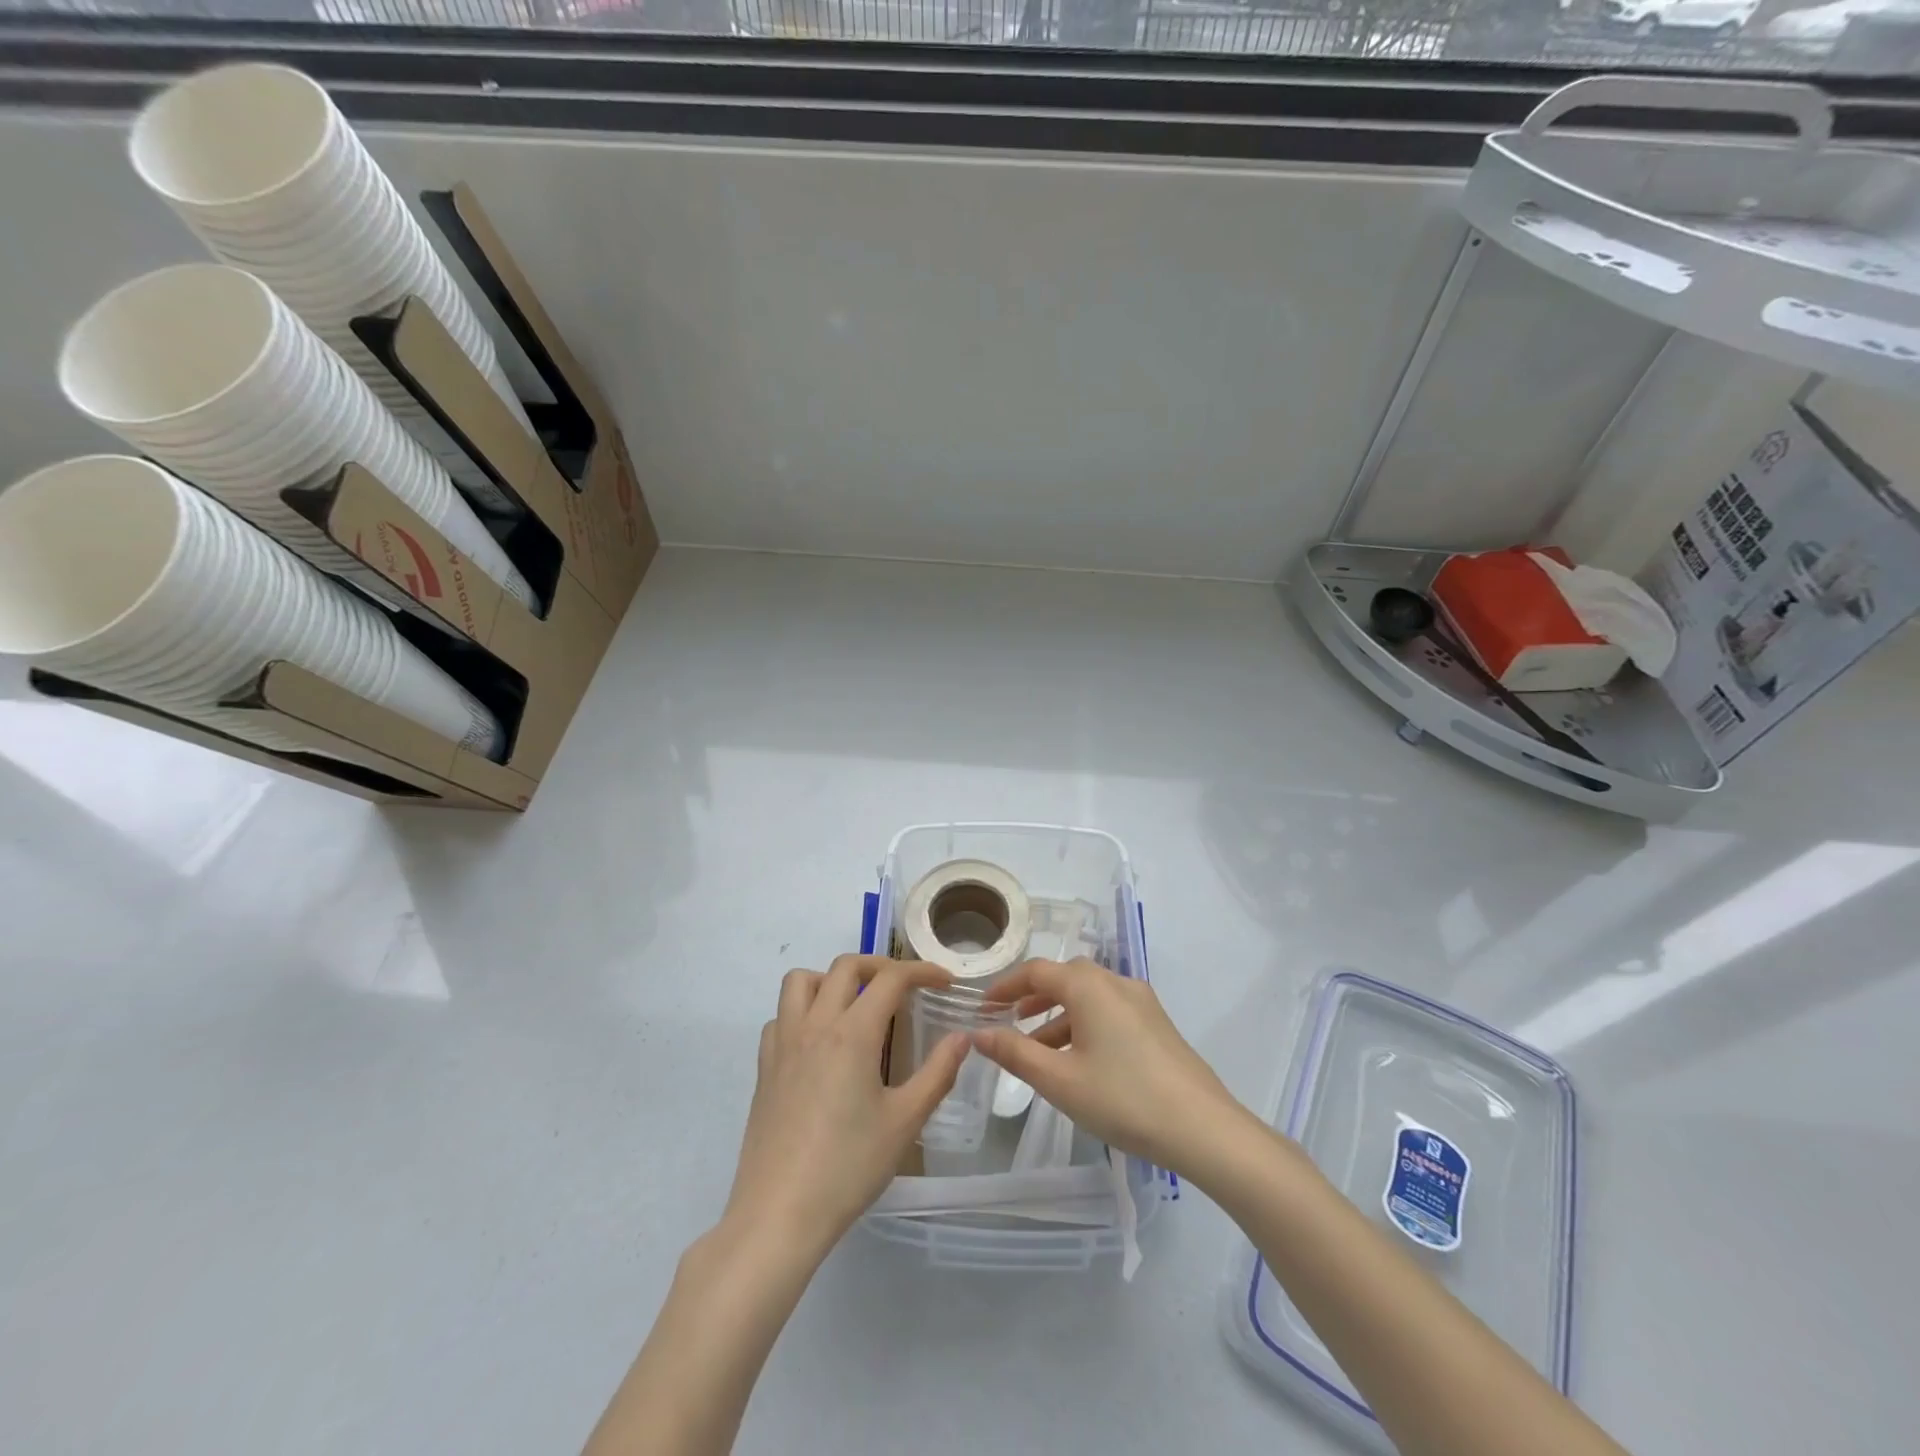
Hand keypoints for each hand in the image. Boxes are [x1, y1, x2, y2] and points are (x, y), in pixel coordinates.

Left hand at [722, 955, 968, 1262]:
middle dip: (880, 965)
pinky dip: (803, 1011)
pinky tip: (819, 1042)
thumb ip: (938, 1073)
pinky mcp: (763, 1067)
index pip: (891, 978)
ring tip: (855, 1004)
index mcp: (852, 1033)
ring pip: (801, 981)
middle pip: (846, 965)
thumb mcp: (905, 1122)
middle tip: (905, 988)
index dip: (922, 971)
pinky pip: (781, 1016)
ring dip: (832, 979)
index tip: (945, 981)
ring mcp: (783, 1043)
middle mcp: (814, 1025)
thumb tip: (962, 1037)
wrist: (778, 1214)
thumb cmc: (848, 1168)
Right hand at [975, 958, 1247, 1175]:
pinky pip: (1109, 1011)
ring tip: (1038, 1049)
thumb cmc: (1123, 1099)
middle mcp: (1116, 982)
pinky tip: (1079, 1061)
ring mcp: (1142, 1002)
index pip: (1037, 971)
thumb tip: (978, 1033)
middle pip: (1065, 977)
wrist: (1204, 1128)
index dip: (1006, 986)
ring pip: (1089, 996)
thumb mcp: (1059, 1080)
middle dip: (1033, 997)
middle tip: (1009, 1021)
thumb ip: (1015, 1052)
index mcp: (1089, 986)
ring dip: (1059, 1015)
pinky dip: (1084, 1024)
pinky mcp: (1157, 1024)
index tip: (983, 1007)